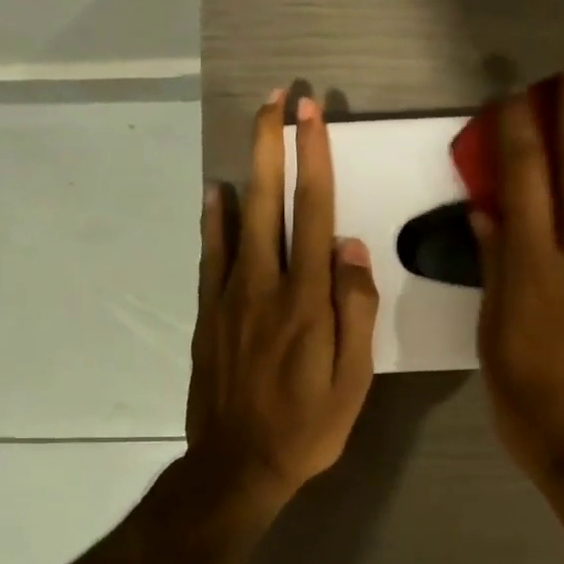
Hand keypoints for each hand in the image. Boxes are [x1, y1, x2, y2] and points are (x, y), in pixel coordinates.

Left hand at [187, 91, 378, 507]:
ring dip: (248, 168)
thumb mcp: (354, 380)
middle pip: (269, 201)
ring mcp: (230, 297)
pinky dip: (214, 218)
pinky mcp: (209, 315)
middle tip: (277, 97)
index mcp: (307, 300)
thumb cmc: (309, 426)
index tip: (311, 116)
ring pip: (238, 219)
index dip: (314, 160)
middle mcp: (265, 285)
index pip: (313, 213)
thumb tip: (351, 249)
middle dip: (274, 144)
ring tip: (254, 128)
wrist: (238, 465)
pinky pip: (211, 255)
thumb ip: (355, 311)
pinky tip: (215, 193)